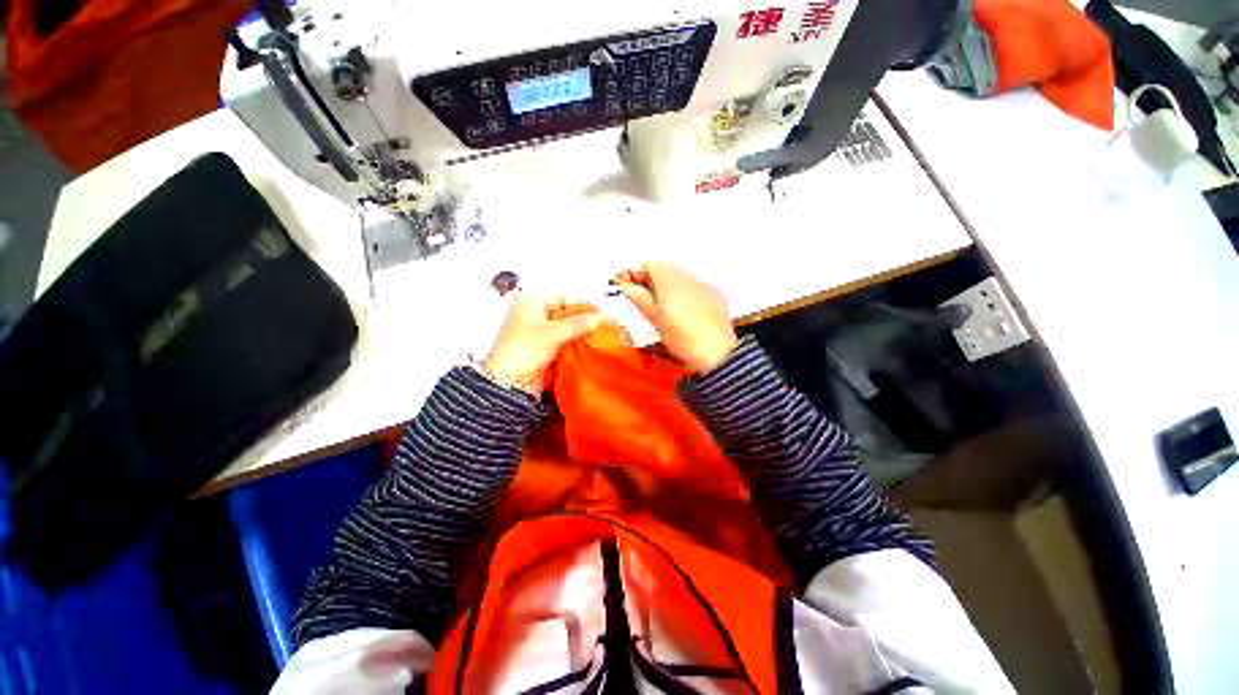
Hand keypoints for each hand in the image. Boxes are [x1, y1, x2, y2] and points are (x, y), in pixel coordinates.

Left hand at [484, 292, 601, 392]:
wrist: (509, 382)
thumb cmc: (520, 352)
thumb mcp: (553, 333)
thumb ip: (578, 324)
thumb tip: (597, 319)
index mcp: (531, 301)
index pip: (565, 296)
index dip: (583, 304)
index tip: (599, 312)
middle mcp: (535, 313)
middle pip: (567, 312)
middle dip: (583, 319)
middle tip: (601, 325)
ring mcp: (539, 331)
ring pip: (567, 327)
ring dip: (580, 333)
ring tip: (598, 336)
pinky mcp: (544, 347)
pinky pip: (565, 341)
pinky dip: (575, 343)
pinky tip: (587, 346)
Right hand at [618, 262, 738, 372]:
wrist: (718, 354)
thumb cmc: (682, 339)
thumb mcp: (657, 321)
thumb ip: (642, 300)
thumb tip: (629, 288)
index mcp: (671, 281)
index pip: (651, 265)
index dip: (638, 273)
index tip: (630, 286)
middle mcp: (689, 278)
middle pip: (666, 268)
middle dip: (652, 279)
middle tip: (642, 296)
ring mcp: (705, 286)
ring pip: (680, 277)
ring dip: (667, 286)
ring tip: (660, 306)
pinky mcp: (716, 297)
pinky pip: (694, 287)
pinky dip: (683, 293)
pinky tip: (682, 311)